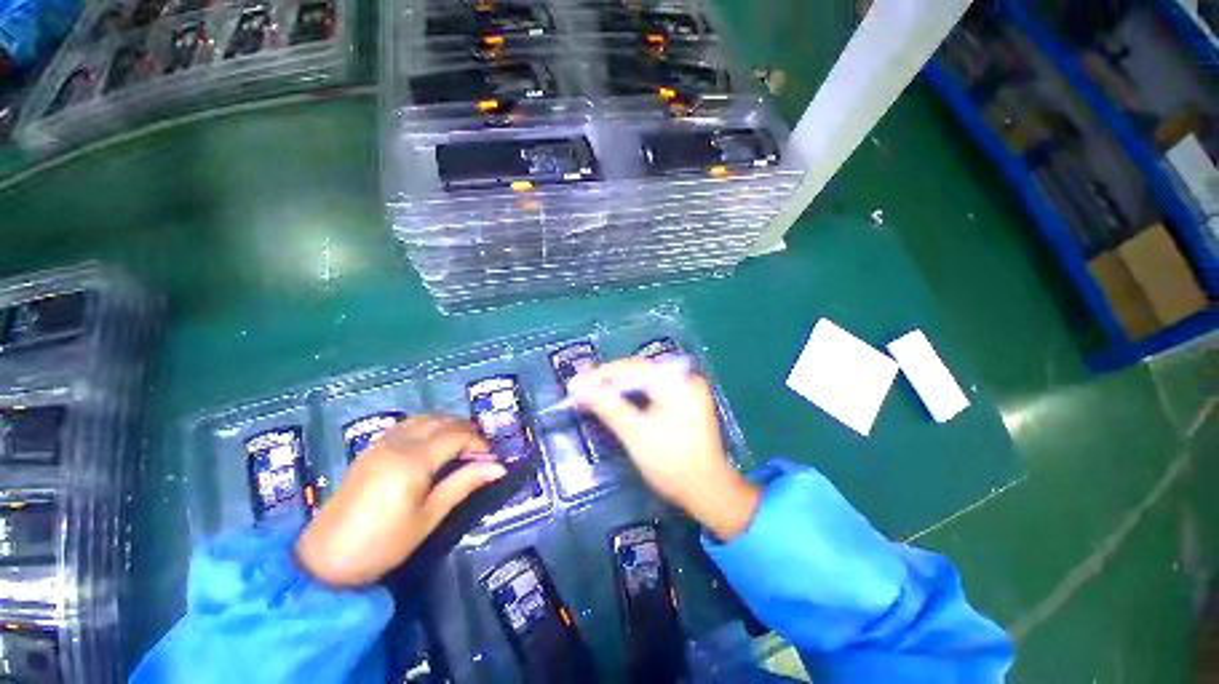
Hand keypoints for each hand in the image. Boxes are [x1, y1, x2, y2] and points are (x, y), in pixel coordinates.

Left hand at [295, 415, 506, 586]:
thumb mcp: (428, 518)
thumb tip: (499, 467)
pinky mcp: (371, 449)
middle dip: (466, 431)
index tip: (491, 458)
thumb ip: (463, 484)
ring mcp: (381, 443)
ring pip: (424, 419)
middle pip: (442, 421)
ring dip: (447, 426)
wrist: (323, 560)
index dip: (478, 442)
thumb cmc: (382, 544)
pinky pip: (407, 425)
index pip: (457, 435)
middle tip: (479, 453)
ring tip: (460, 447)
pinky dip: (428, 427)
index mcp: (413, 461)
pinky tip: (432, 446)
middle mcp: (397, 443)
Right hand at [570, 359, 759, 540]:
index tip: (575, 384)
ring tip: (591, 390)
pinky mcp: (684, 402)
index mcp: (677, 382)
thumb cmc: (673, 464)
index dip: (601, 375)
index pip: (632, 368)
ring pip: (644, 380)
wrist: (709, 492)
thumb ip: (609, 407)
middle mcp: (684, 378)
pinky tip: (615, 398)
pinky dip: (632, 395)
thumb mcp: (637, 434)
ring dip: (618, 386)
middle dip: (608, 379)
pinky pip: (652, 391)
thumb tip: (580, 390)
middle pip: (638, 371)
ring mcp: (686, 389)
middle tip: (579, 386)